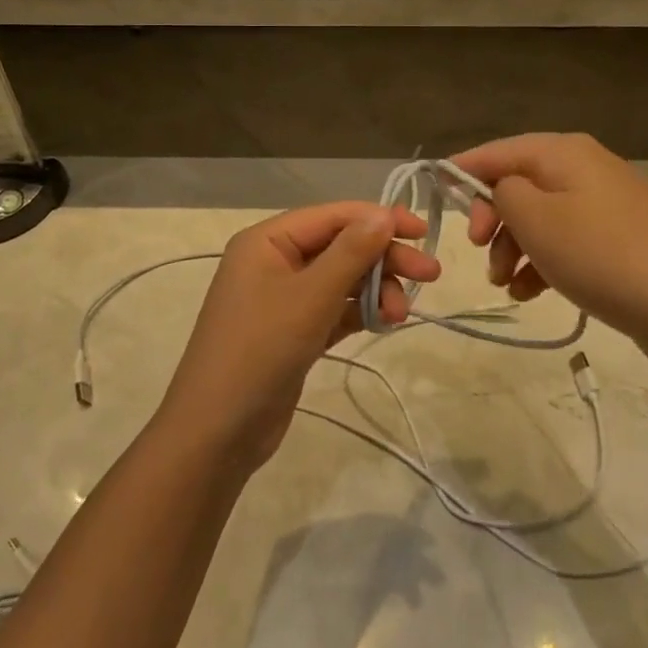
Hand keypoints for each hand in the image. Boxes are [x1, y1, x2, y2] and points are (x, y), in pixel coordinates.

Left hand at [155, 202, 439, 470]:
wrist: (217, 433)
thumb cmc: (259, 351)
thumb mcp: (309, 297)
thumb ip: (350, 253)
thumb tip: (384, 214)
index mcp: (268, 240)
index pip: (333, 215)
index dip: (379, 218)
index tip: (421, 232)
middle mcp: (274, 260)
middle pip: (341, 246)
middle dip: (384, 259)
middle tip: (430, 275)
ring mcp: (283, 297)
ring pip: (342, 279)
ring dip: (375, 289)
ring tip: (399, 316)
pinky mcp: (294, 331)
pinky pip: (335, 308)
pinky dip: (360, 312)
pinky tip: (385, 322)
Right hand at [450, 133, 647, 367]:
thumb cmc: (601, 254)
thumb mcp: (535, 218)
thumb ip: (502, 193)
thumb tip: (501, 190)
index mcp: (562, 152)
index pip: (497, 151)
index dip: (462, 171)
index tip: (435, 197)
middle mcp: (584, 168)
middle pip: (519, 185)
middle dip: (493, 221)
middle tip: (481, 254)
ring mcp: (606, 204)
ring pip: (540, 218)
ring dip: (515, 248)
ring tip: (507, 285)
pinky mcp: (620, 240)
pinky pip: (567, 241)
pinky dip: (543, 262)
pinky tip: (532, 294)